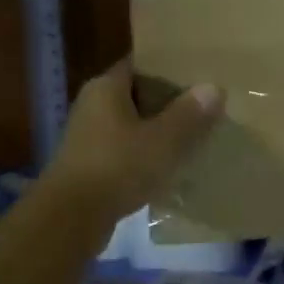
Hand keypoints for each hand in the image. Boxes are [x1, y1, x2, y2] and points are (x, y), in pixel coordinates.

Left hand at [42, 60, 222, 221]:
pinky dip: (143, 156)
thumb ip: (189, 114)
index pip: (140, 64)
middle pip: (136, 95)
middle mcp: (92, 105)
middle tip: (203, 107)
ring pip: (130, 126)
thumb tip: (213, 87)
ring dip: (155, 132)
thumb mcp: (163, 140)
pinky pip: (122, 152)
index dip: (168, 67)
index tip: (198, 74)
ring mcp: (87, 137)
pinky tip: (167, 168)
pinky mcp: (87, 166)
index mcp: (106, 87)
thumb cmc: (117, 167)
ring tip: (191, 138)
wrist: (70, 219)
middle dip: (167, 102)